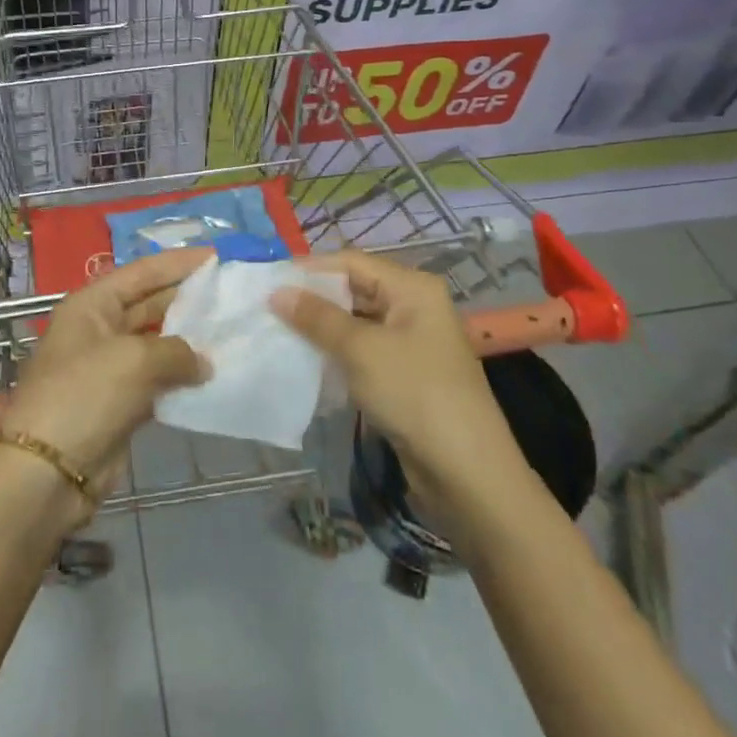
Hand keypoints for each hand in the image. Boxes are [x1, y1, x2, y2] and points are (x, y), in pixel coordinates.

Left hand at [0, 248, 212, 498]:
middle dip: (187, 298)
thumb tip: (204, 363)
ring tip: (232, 332)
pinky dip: (182, 378)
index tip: (218, 256)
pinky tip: (214, 376)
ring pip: (157, 344)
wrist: (48, 472)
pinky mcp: (120, 404)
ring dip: (189, 340)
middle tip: (232, 294)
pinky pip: (157, 381)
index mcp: (91, 305)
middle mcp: (99, 329)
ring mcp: (109, 368)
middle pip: (149, 304)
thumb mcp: (134, 360)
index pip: (141, 272)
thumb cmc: (85, 396)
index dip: (178, 263)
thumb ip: (177, 351)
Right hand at [272, 252, 529, 494]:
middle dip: (313, 299)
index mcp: (412, 288)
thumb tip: (276, 292)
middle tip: (268, 309)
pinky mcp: (405, 375)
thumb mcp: (361, 350)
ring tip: (280, 333)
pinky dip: (336, 353)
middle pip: (355, 290)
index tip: (269, 281)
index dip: (310, 269)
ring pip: (356, 322)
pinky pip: (363, 351)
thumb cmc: (415, 394)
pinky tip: (308, 362)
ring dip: (322, 328)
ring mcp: (411, 342)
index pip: (351, 262)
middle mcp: (414, 307)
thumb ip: (317, 318)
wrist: (467, 473)